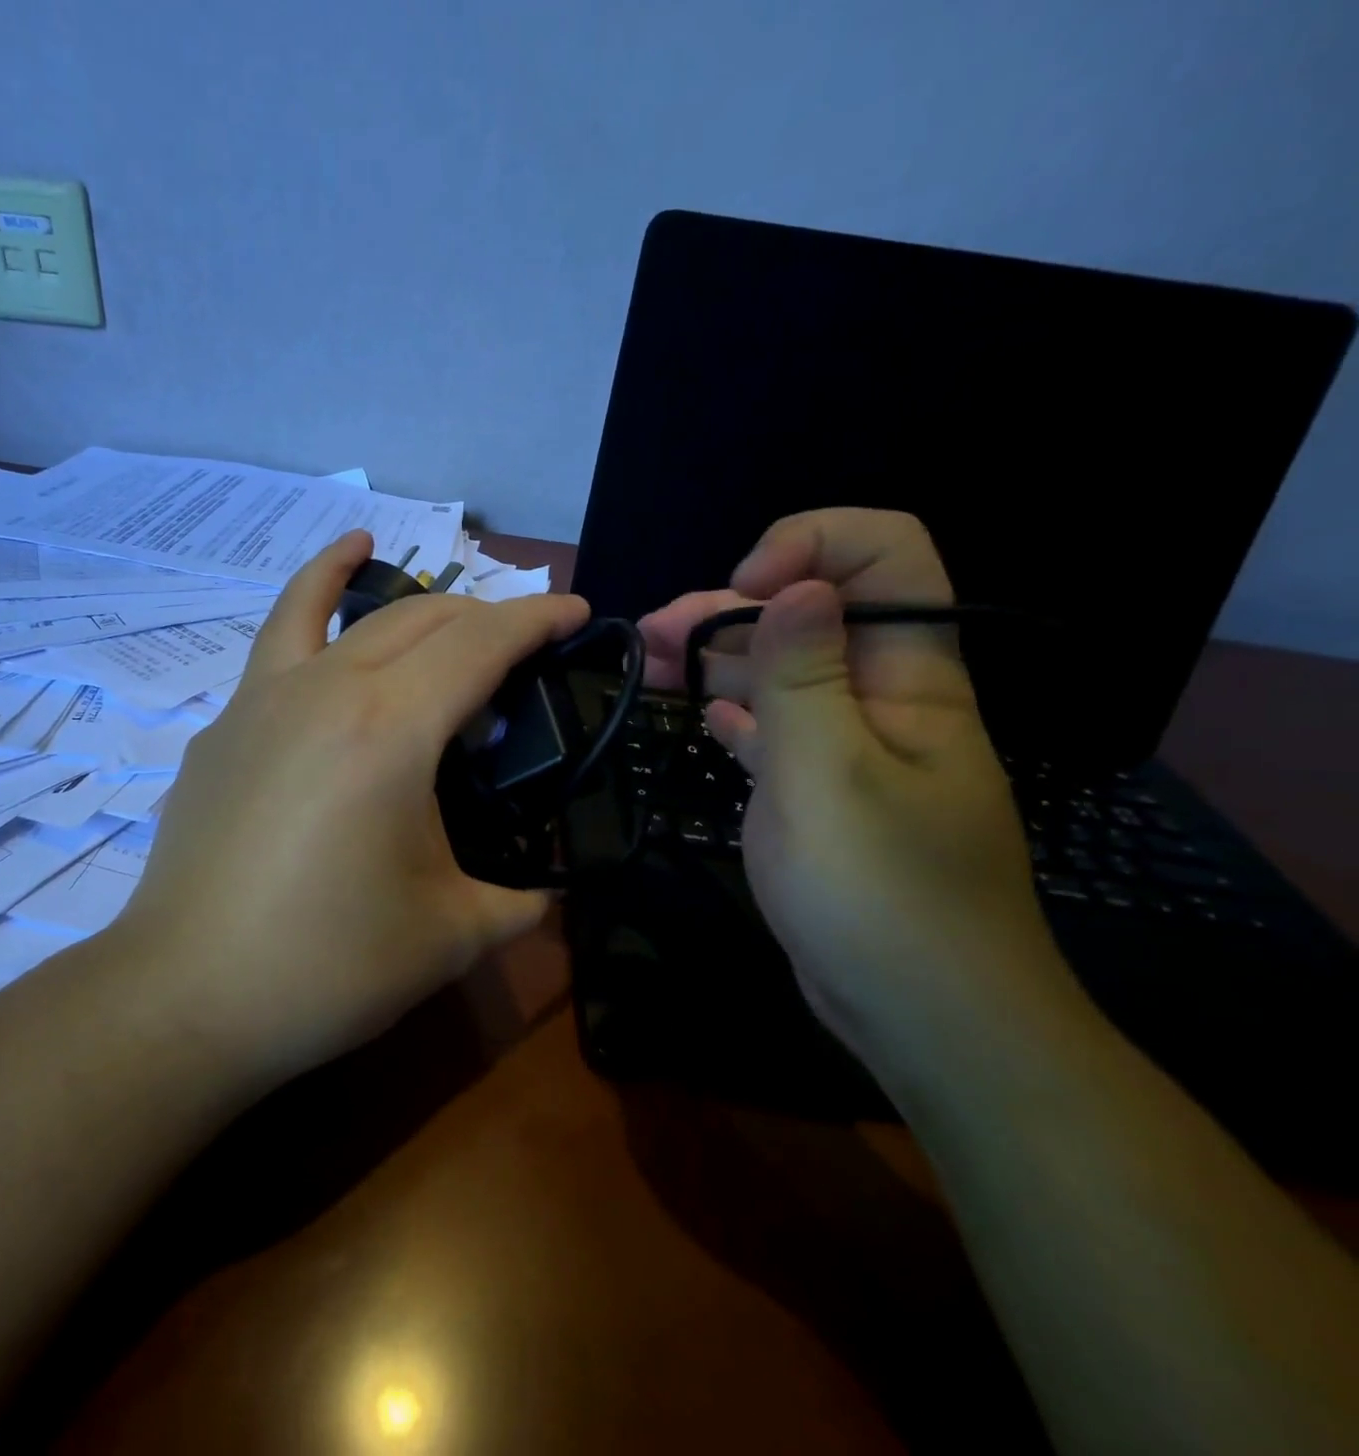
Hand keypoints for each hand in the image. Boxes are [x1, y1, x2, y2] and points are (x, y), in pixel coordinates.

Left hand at [113, 531, 590, 1085]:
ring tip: (397, 566)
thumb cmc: (326, 966)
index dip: (537, 619)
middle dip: (481, 616)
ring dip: (384, 586)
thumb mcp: (450, 935)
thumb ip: (519, 900)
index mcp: (391, 728)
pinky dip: (308, 597)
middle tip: (517, 647)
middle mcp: (327, 688)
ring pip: (338, 611)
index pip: (482, 642)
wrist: (186, 996)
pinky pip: (276, 641)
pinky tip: (328, 591)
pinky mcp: (224, 726)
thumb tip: (548, 889)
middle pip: (420, 618)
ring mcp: (262, 699)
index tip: (575, 611)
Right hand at [638, 509, 1072, 1077]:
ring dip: (716, 658)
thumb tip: (794, 586)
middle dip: (731, 607)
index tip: (740, 592)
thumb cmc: (880, 894)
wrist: (920, 1014)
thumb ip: (806, 677)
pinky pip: (773, 731)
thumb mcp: (831, 777)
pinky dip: (734, 712)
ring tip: (647, 661)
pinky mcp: (817, 794)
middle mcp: (882, 700)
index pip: (887, 558)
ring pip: (782, 673)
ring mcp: (848, 749)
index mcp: (910, 679)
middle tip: (653, 634)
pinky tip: (701, 715)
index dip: (812, 545)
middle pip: (812, 614)